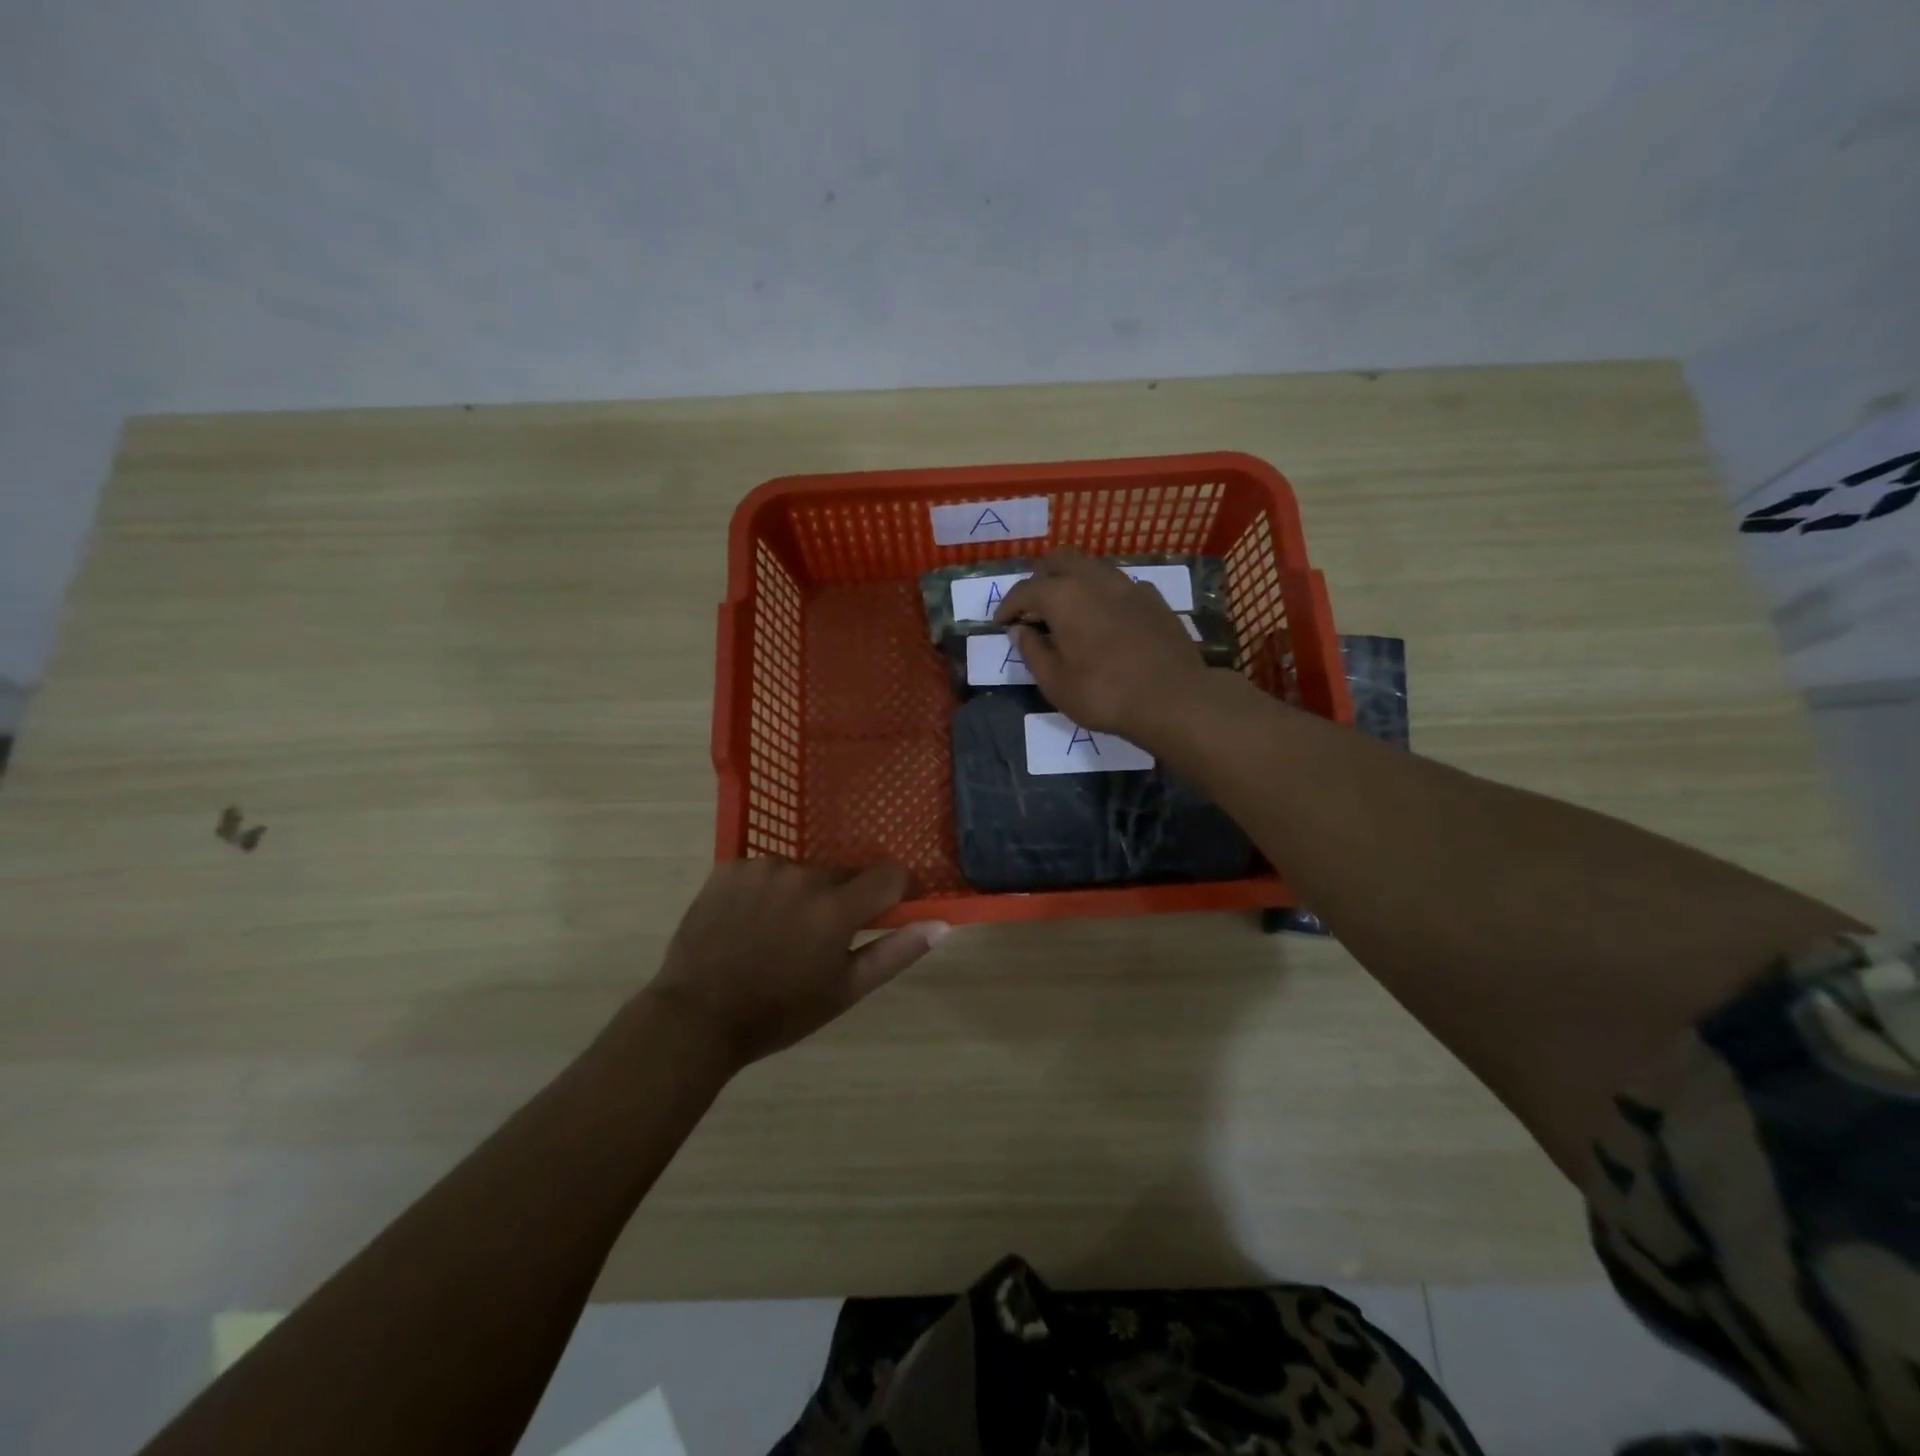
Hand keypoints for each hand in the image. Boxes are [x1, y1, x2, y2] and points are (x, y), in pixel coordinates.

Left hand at [643, 857, 948, 1068]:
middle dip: (841, 899)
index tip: (882, 915)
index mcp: (836, 907)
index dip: (893, 893)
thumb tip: (941, 924)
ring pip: (802, 871)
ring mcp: (762, 867)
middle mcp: (804, 874)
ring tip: (776, 932)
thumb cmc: (780, 1011)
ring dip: (801, 893)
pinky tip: (748, 921)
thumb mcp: (846, 990)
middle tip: (818, 939)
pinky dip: (765, 890)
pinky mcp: (729, 866)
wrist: (697, 1016)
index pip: (889, 875)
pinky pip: (764, 870)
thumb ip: (897, 952)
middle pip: (843, 874)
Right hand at [993, 549, 1212, 740]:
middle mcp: (1094, 579)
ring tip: (1066, 610)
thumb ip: (1033, 651)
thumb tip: (1020, 630)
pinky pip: (1118, 584)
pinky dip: (1101, 593)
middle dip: (1040, 578)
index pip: (1025, 590)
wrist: (1173, 699)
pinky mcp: (1153, 599)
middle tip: (1032, 607)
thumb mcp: (1055, 682)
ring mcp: (1128, 585)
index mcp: (1063, 596)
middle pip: (1059, 560)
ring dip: (1072, 581)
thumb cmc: (1103, 693)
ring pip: (1092, 567)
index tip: (1001, 623)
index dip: (1008, 606)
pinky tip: (1104, 618)